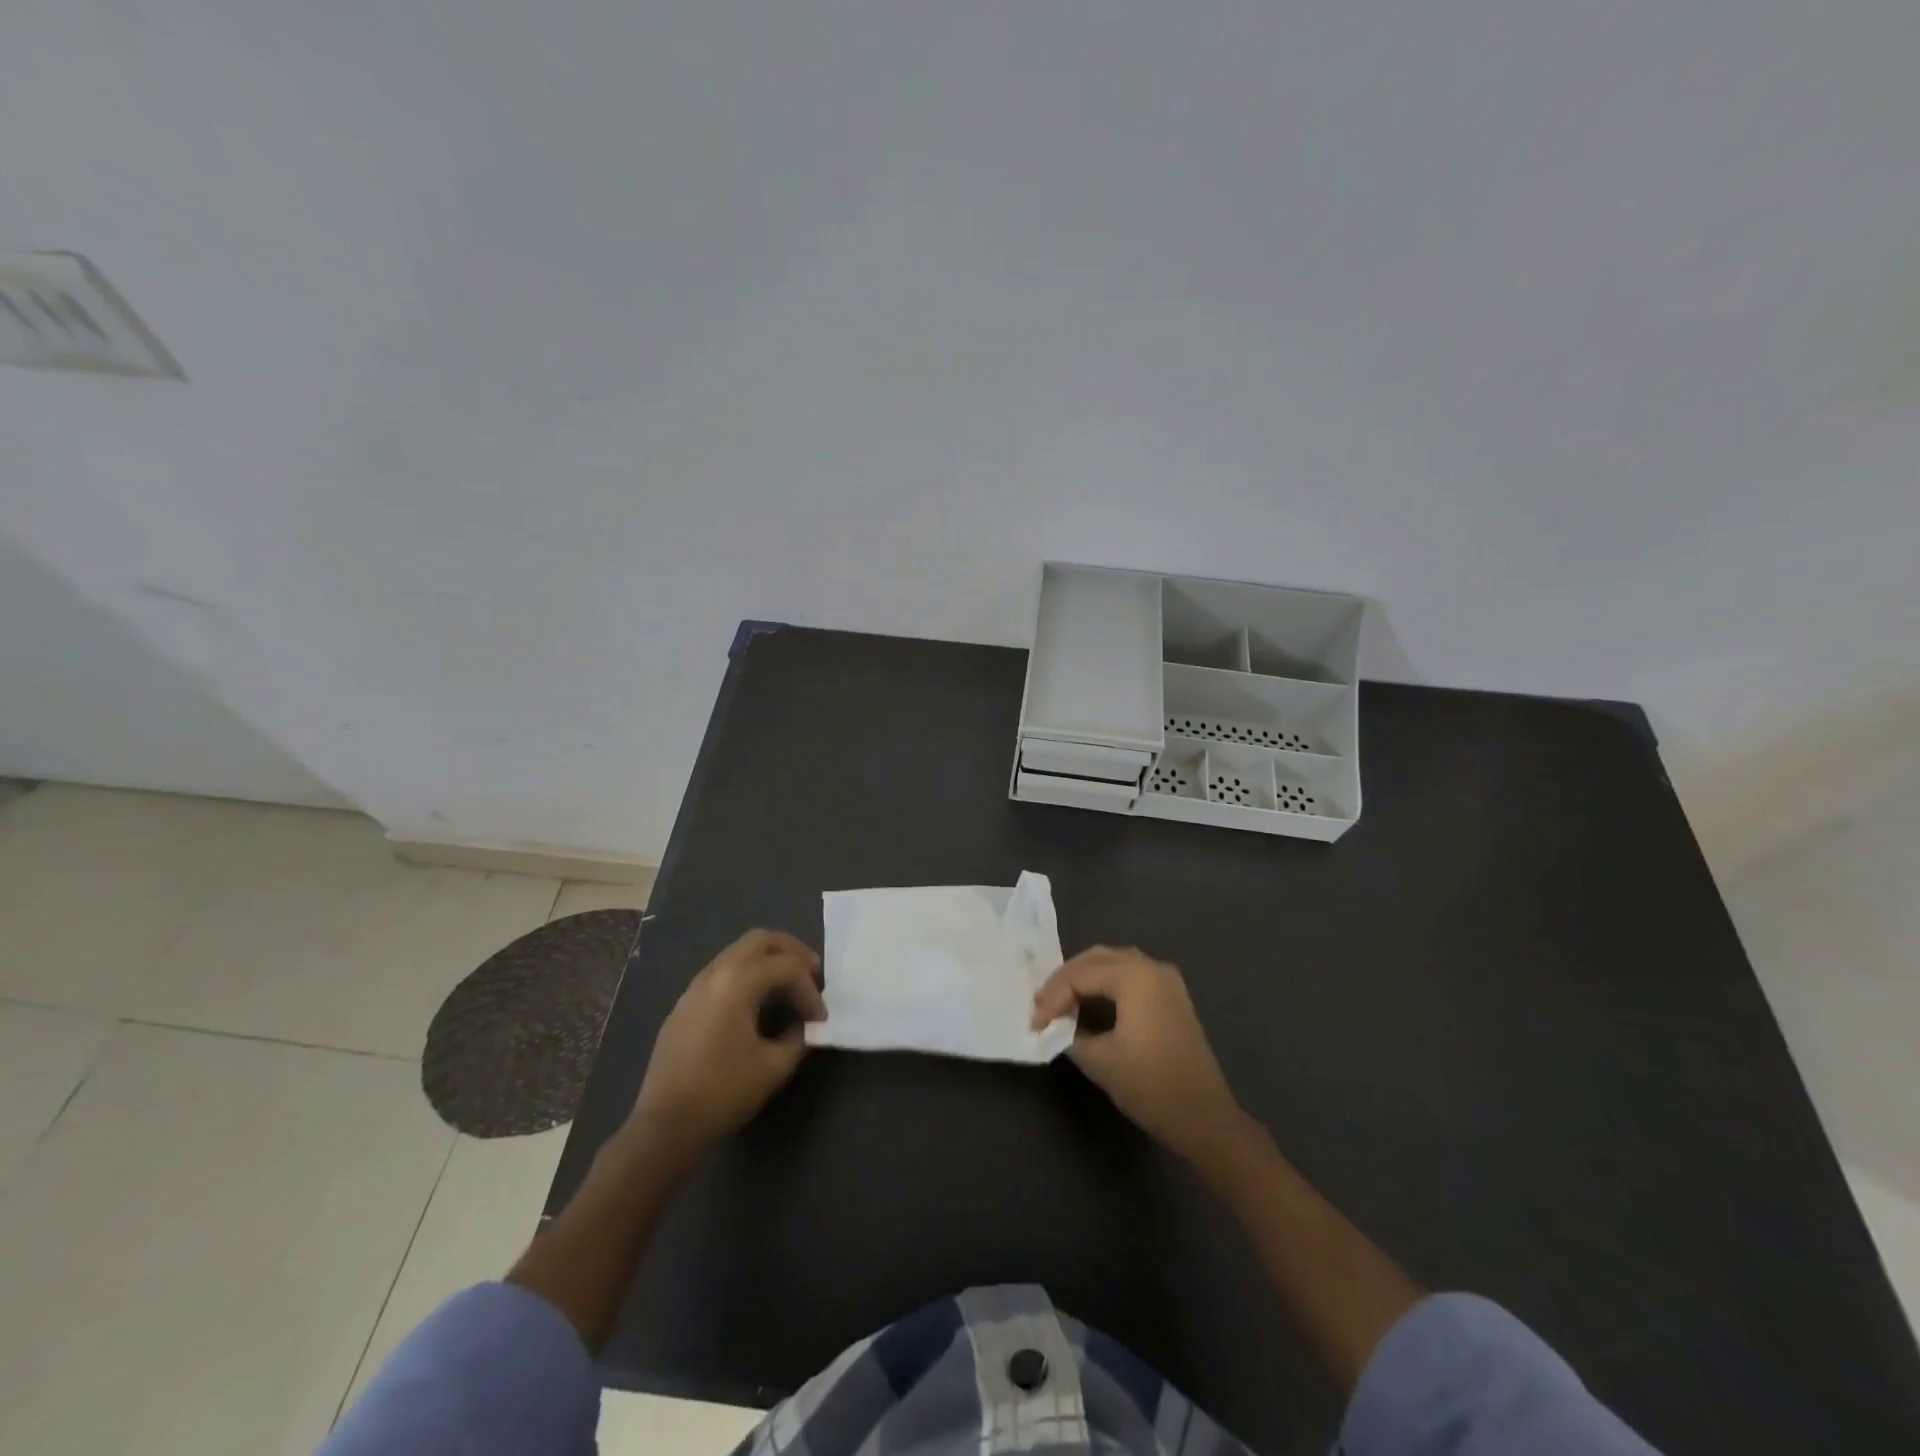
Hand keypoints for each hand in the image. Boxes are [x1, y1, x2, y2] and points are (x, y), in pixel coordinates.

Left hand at [631, 928, 824, 1160]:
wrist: (664, 1126)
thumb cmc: (722, 1093)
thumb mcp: (774, 1067)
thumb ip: (797, 1037)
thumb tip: (803, 1025)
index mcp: (737, 982)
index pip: (787, 967)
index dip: (810, 990)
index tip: (820, 1020)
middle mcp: (715, 973)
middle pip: (760, 940)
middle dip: (791, 952)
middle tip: (812, 974)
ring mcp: (695, 987)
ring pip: (738, 952)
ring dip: (767, 961)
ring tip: (787, 988)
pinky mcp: (684, 1005)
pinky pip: (722, 972)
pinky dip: (747, 975)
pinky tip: (755, 1005)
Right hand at [1031, 946, 1243, 1161]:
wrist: (1206, 1119)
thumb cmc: (1151, 1086)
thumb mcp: (1099, 1061)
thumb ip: (1069, 1034)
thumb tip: (1053, 1026)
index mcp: (1134, 976)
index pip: (1079, 975)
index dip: (1051, 998)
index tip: (1033, 1025)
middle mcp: (1151, 967)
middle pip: (1095, 959)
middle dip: (1065, 980)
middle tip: (1042, 1007)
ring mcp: (1166, 980)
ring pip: (1112, 963)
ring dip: (1083, 979)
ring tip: (1060, 1004)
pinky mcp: (1171, 996)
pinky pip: (1129, 975)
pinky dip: (1104, 984)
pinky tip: (1089, 1004)